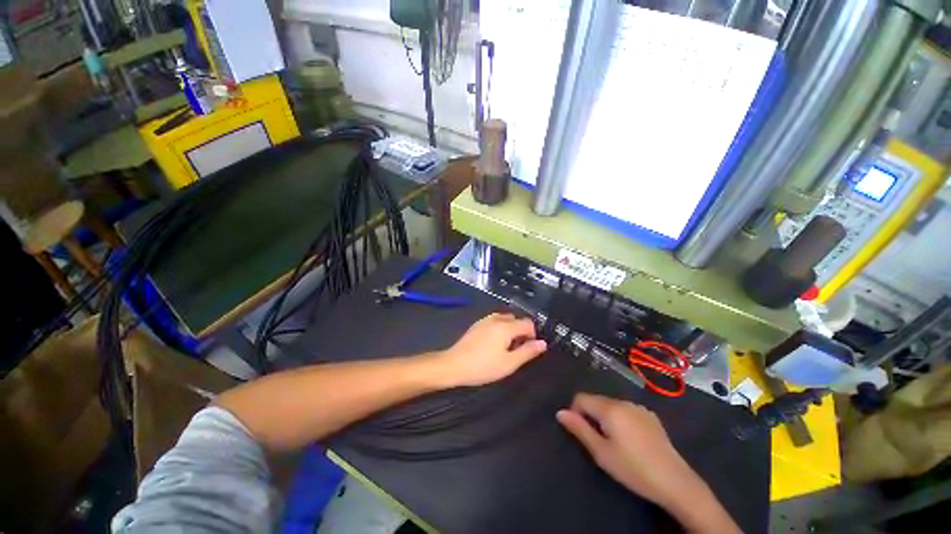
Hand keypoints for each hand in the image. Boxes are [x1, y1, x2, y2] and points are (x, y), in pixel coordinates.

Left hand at [434, 313, 546, 387]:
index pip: (528, 323)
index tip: (527, 349)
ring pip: (506, 320)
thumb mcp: (509, 363)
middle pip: (517, 320)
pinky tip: (493, 345)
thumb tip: (543, 343)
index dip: (533, 335)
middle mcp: (496, 318)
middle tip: (515, 351)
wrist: (454, 365)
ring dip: (510, 330)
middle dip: (521, 332)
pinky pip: (495, 322)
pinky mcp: (477, 324)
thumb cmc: (483, 366)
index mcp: (506, 326)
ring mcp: (485, 320)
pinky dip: (500, 329)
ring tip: (505, 348)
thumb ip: (527, 352)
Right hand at [556, 393, 689, 504]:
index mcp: (609, 408)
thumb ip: (579, 429)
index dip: (575, 412)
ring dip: (607, 418)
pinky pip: (627, 410)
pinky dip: (622, 419)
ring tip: (616, 442)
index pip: (581, 397)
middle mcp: (623, 401)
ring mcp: (639, 408)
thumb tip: (560, 412)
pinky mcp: (651, 416)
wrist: (675, 482)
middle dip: (592, 416)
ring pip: (611, 405)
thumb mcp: (601, 453)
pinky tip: (632, 440)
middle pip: (597, 400)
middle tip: (600, 442)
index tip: (583, 433)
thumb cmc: (633, 469)